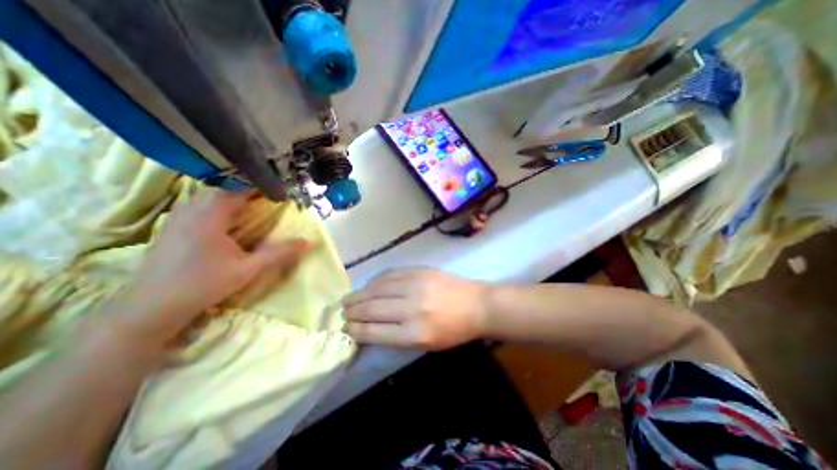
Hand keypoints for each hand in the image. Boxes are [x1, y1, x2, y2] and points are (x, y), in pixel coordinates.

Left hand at [108, 189, 305, 344]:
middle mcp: (192, 208)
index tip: (281, 190)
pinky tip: (230, 217)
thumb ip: (279, 253)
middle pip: (224, 187)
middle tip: (271, 196)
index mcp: (210, 215)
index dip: (262, 185)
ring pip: (210, 194)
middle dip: (249, 188)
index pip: (238, 187)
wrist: (151, 306)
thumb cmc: (203, 285)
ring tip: (255, 203)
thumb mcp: (248, 269)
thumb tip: (307, 242)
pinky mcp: (174, 224)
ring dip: (234, 195)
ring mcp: (179, 215)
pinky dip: (220, 204)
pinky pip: (201, 204)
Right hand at [339, 269, 487, 349]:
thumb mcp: (426, 344)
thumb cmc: (453, 330)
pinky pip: (391, 274)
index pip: (374, 331)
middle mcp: (411, 308)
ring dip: (359, 294)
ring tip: (348, 298)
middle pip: (372, 308)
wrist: (476, 304)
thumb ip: (397, 336)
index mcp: (414, 333)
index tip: (344, 327)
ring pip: (378, 288)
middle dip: (352, 311)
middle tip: (340, 312)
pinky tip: (369, 285)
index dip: (355, 329)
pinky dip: (376, 280)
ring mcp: (415, 285)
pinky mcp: (419, 271)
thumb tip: (371, 328)